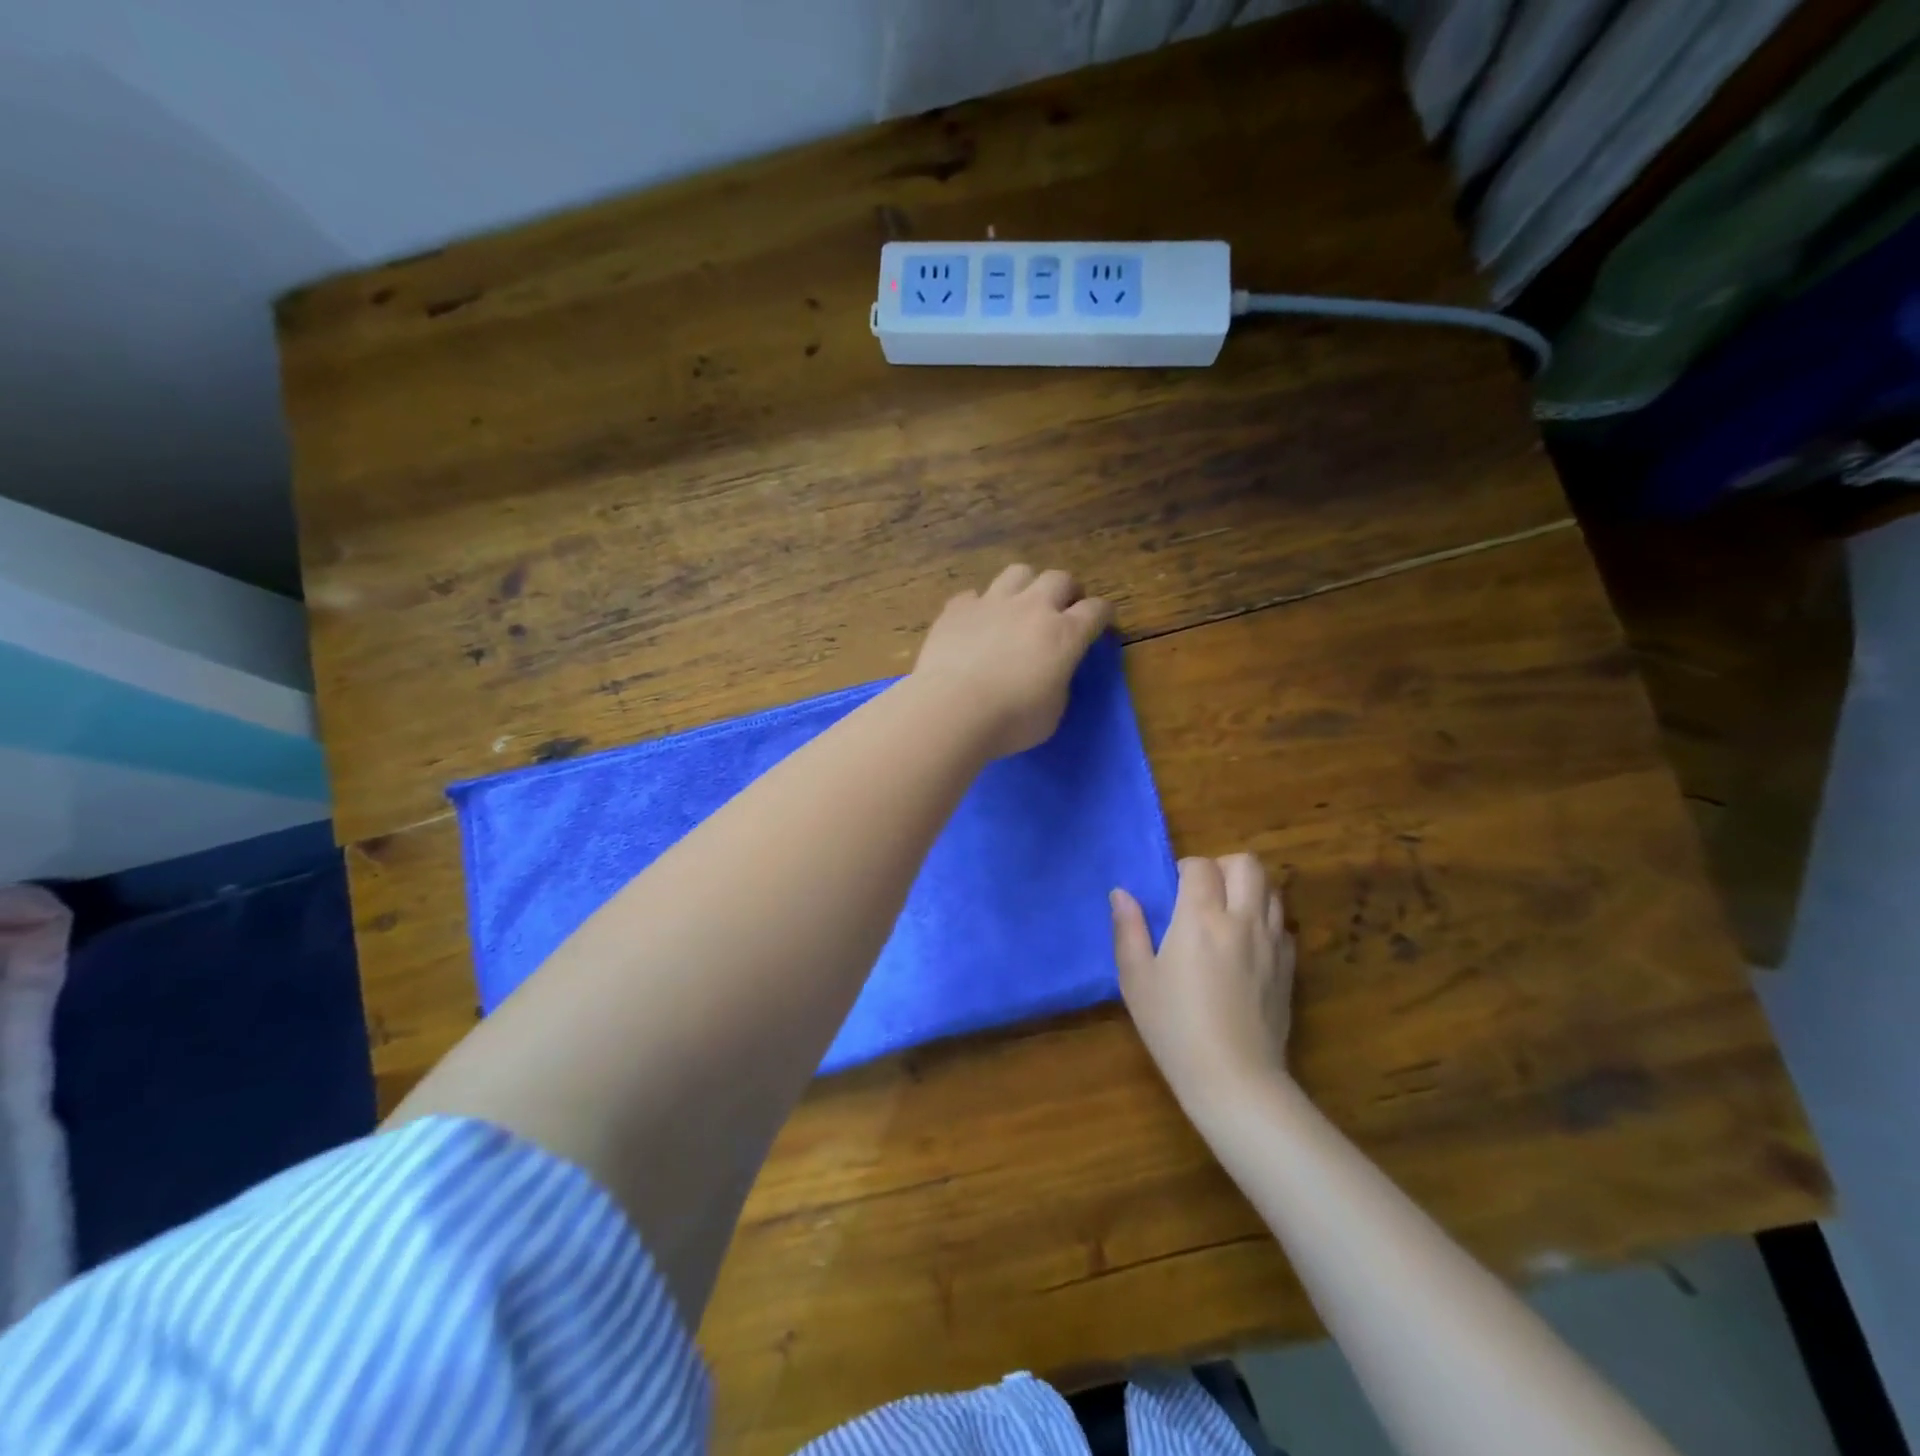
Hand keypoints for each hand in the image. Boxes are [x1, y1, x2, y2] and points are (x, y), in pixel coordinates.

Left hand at [912, 564, 1113, 758]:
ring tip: (1020, 606)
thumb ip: (1059, 682)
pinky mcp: (957, 608)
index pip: (1096, 609)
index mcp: (1064, 634)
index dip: (1102, 615)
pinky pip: (973, 595)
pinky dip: (979, 606)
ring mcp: (992, 602)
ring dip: (1026, 586)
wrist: (951, 710)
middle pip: (1059, 578)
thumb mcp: (1053, 711)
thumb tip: (1052, 671)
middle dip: (1067, 591)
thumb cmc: (1010, 721)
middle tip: (1062, 610)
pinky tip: (975, 624)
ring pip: (1018, 572)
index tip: (1100, 623)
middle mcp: (1032, 608)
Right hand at [1112, 854, 1295, 1110]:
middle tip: (1203, 892)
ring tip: (1226, 913)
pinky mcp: (1290, 967)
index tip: (1172, 889)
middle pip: (1247, 864)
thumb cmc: (1174, 1027)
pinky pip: (1282, 924)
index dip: (1185, 868)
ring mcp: (1272, 943)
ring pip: (1272, 889)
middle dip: (1223, 866)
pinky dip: (1266, 920)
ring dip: (1248, 889)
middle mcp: (1242, 920)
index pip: (1201, 866)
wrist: (1234, 1079)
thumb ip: (1128, 929)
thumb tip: (1121, 893)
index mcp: (1201, 919)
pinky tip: (1247, 945)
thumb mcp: (1136, 979)